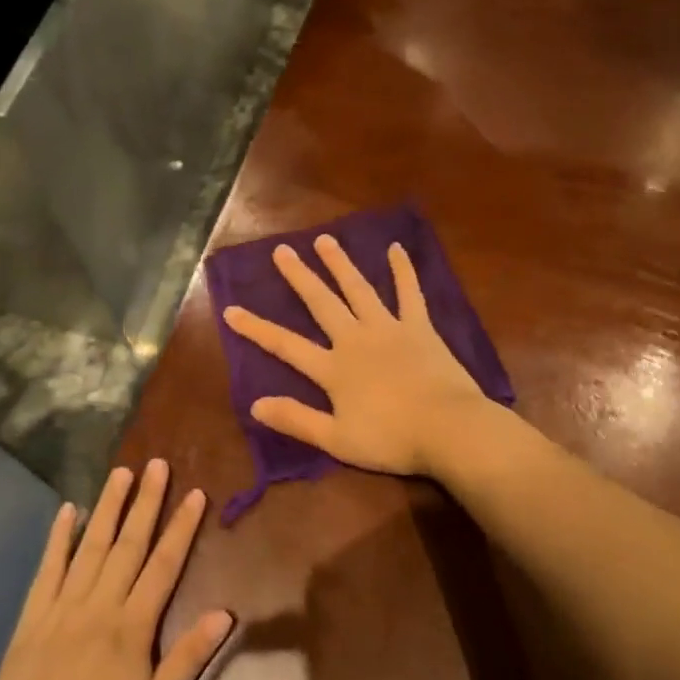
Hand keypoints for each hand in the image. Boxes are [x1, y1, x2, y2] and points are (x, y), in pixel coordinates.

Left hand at [0, 460, 232, 679]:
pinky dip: (59, 537)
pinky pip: (48, 568)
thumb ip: (188, 657)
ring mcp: (63, 606)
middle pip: (128, 544)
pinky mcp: (33, 616)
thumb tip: (225, 613)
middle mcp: (100, 604)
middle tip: (156, 464)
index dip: (181, 527)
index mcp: (132, 626)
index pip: (163, 565)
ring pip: (91, 546)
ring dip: (108, 507)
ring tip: (121, 472)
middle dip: (146, 502)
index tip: (195, 493)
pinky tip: (68, 510)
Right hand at [222, 235, 487, 476]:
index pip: (285, 345)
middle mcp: (355, 339)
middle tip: (282, 251)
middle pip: (321, 303)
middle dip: (299, 277)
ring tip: (324, 240)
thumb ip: (296, 419)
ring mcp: (388, 329)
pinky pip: (410, 293)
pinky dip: (403, 271)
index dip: (257, 328)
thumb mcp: (337, 440)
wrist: (448, 429)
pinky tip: (396, 249)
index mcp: (333, 368)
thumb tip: (255, 404)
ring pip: (358, 289)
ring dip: (340, 264)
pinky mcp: (419, 328)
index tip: (231, 310)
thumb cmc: (391, 439)